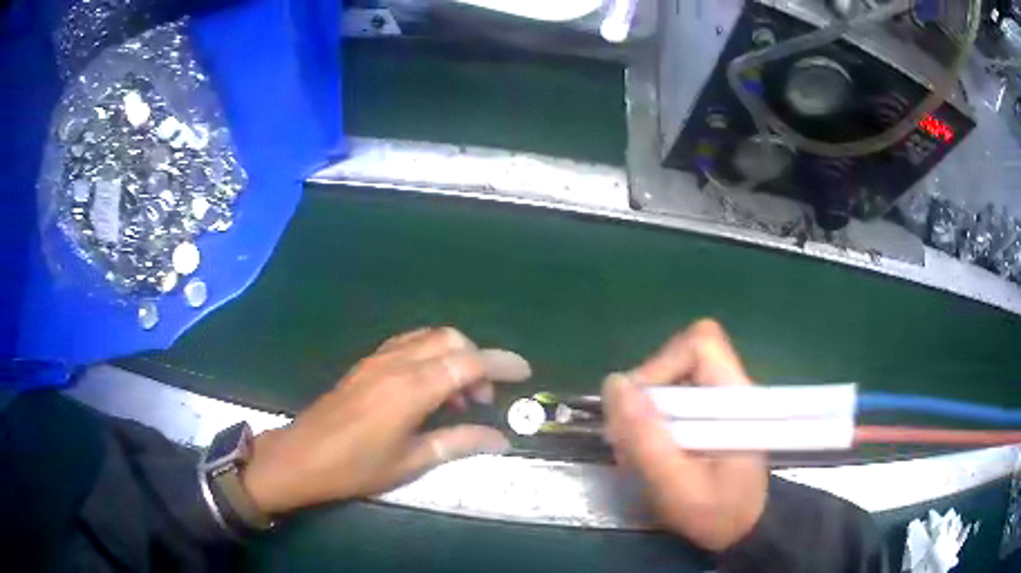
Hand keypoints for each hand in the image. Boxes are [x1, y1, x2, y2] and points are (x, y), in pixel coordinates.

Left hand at [242, 327, 530, 514]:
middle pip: (451, 340)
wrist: (302, 456)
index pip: (469, 362)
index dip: (501, 364)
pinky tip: (428, 386)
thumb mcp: (411, 461)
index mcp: (411, 388)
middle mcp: (397, 363)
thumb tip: (501, 440)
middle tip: (481, 400)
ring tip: (457, 397)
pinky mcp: (367, 363)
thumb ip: (459, 443)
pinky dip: (431, 355)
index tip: (524, 374)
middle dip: (478, 360)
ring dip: (453, 356)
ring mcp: (378, 359)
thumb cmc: (356, 467)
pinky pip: (409, 344)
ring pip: (429, 337)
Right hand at [602, 320, 767, 551]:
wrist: (742, 529)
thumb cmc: (718, 513)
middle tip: (631, 439)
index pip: (698, 344)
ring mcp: (718, 399)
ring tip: (638, 452)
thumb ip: (647, 440)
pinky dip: (650, 421)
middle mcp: (729, 387)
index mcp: (735, 397)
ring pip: (670, 377)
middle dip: (644, 394)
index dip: (661, 366)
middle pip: (678, 357)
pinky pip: (670, 397)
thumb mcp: (677, 487)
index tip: (639, 409)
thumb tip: (614, 385)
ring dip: (643, 411)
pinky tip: (648, 451)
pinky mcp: (707, 413)